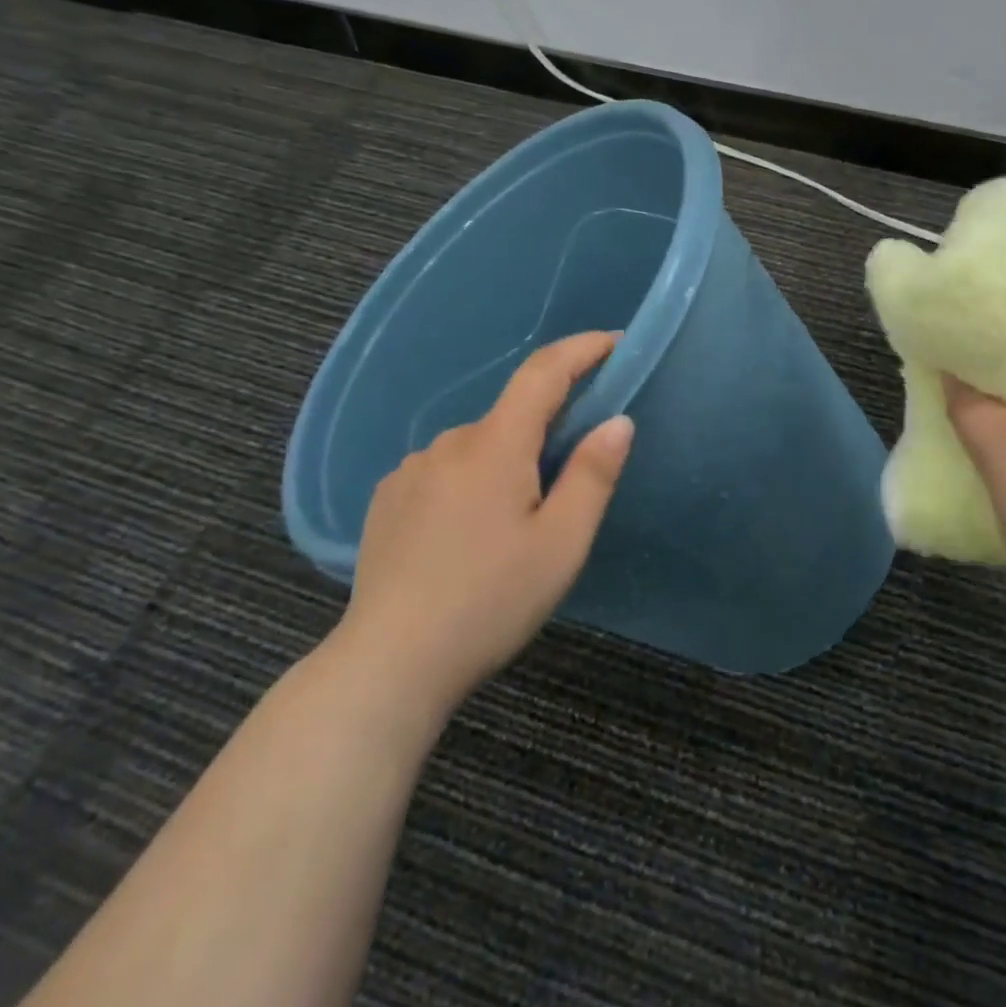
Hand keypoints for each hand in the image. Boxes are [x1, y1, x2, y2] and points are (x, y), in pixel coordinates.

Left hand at [334, 331, 633, 712]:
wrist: (389, 664)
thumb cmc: (490, 602)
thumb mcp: (561, 544)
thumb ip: (593, 474)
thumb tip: (617, 420)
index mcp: (495, 446)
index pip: (543, 372)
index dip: (582, 349)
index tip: (613, 342)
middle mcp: (449, 443)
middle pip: (512, 417)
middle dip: (548, 433)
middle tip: (570, 486)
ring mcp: (411, 470)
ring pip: (479, 448)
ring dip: (507, 464)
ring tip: (515, 527)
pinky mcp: (388, 498)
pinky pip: (445, 471)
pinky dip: (471, 483)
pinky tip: (468, 536)